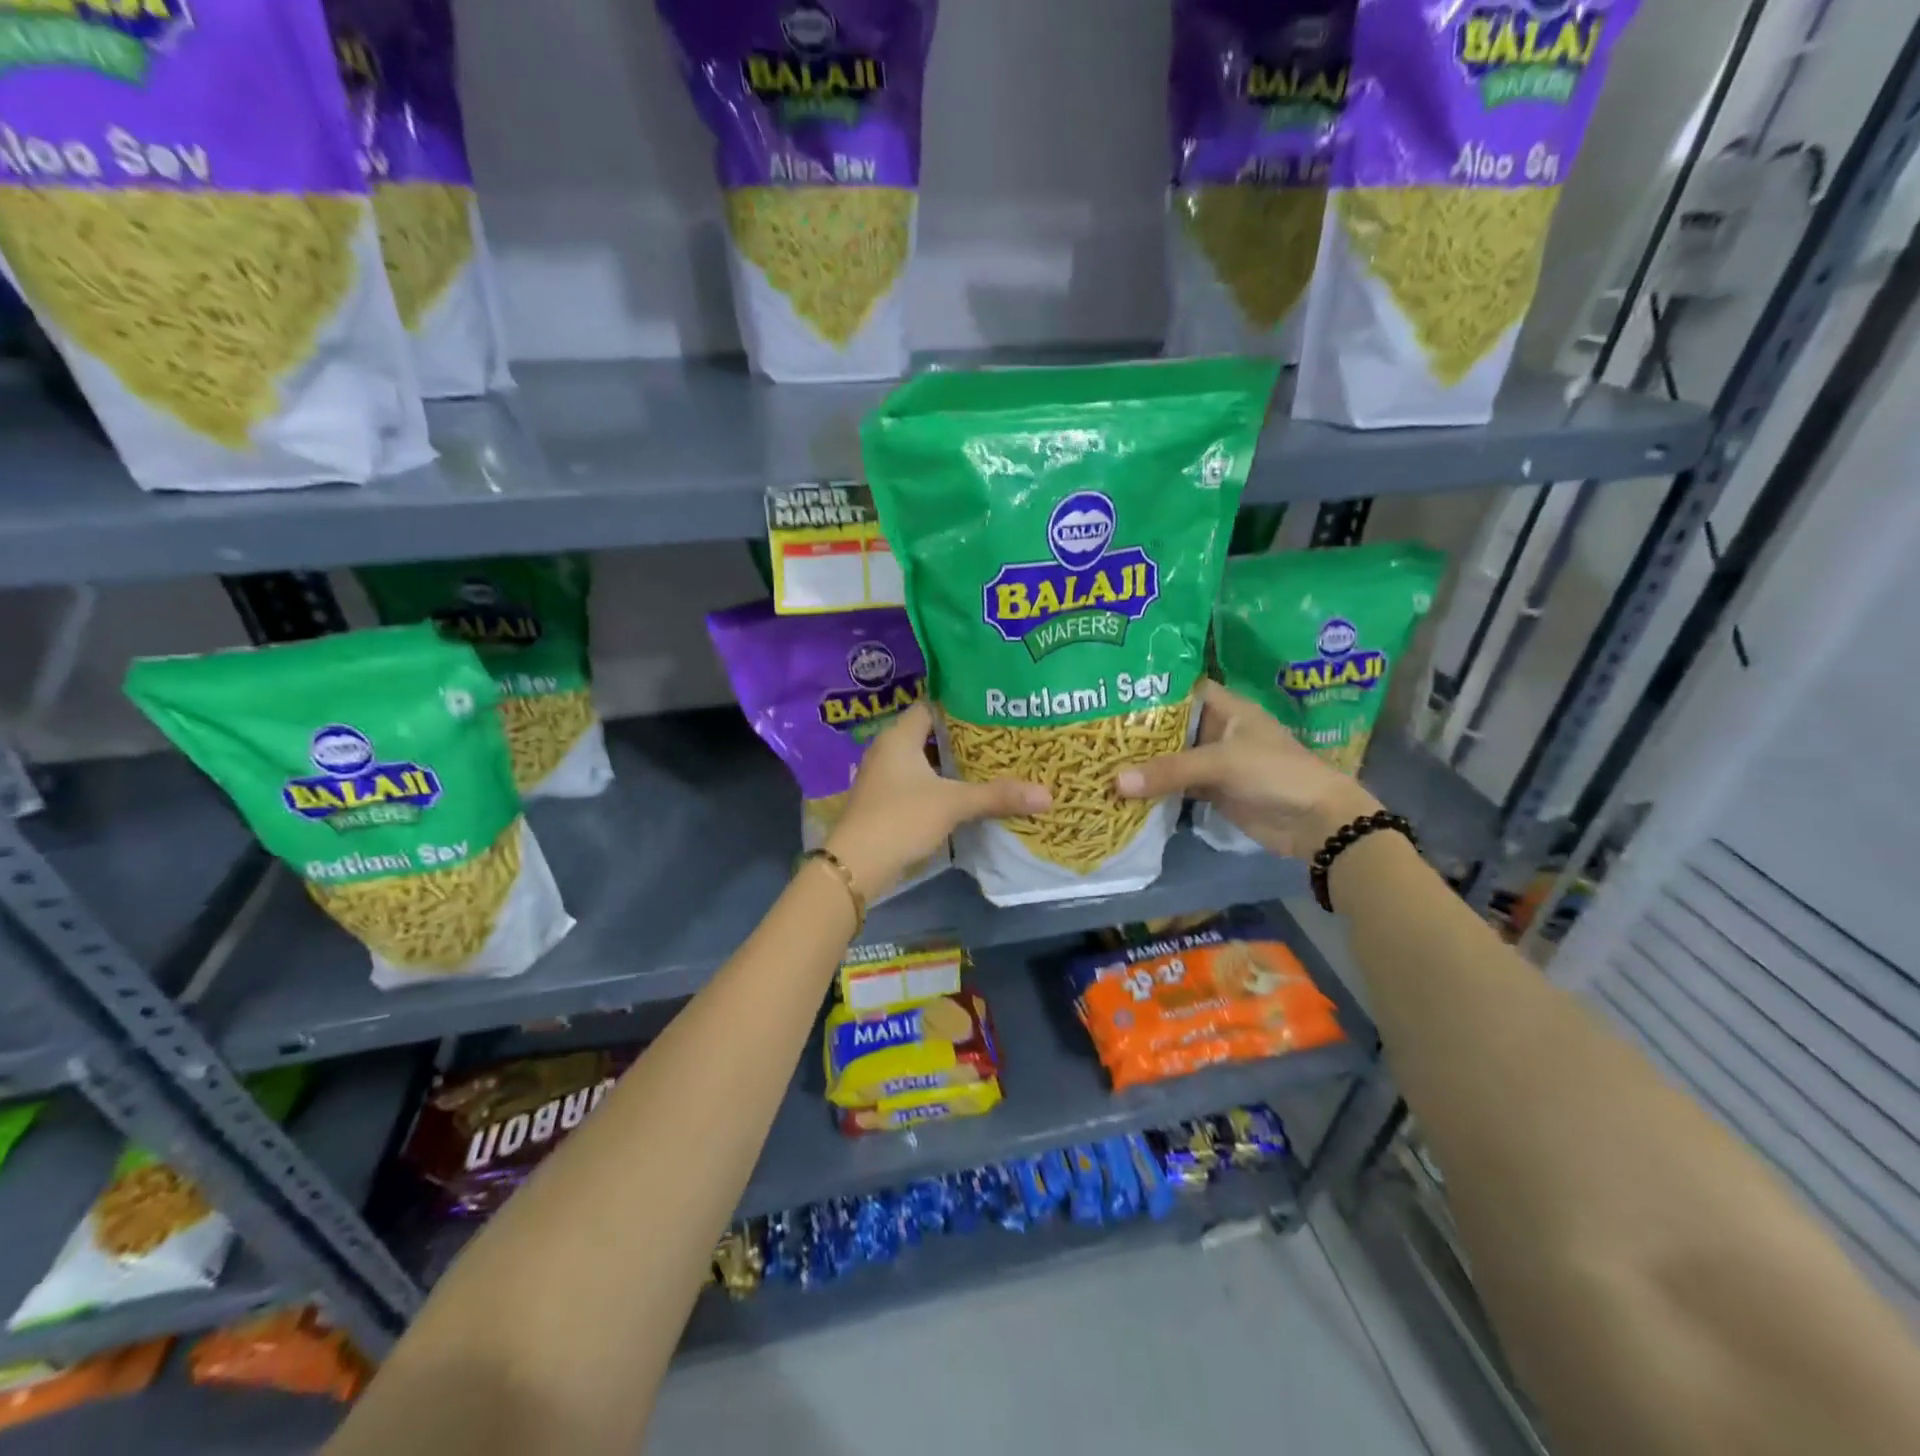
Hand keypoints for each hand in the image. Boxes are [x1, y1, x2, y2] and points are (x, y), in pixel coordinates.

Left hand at [825, 702, 1049, 898]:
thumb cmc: (901, 818)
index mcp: (898, 737)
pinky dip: (939, 786)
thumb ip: (998, 796)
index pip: (930, 707)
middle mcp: (887, 751)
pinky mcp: (884, 803)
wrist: (857, 865)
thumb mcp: (954, 804)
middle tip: (999, 739)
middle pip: (929, 735)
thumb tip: (1047, 794)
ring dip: (950, 766)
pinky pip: (917, 785)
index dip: (960, 706)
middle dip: (961, 739)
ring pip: (923, 762)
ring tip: (989, 765)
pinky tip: (964, 796)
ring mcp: (882, 778)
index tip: (991, 710)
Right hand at [1114, 681, 1380, 858]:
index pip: (1181, 688)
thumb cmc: (1275, 773)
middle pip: (1170, 725)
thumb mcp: (1222, 763)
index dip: (1150, 688)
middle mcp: (1216, 729)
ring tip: (1098, 756)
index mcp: (1226, 707)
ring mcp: (1213, 762)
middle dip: (1137, 728)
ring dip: (1141, 761)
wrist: (1315, 822)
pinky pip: (1175, 784)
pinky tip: (1121, 787)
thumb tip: (1115, 783)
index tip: (1112, 691)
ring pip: (1170, 756)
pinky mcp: (1211, 791)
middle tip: (1093, 728)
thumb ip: (1170, 770)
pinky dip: (1152, 787)